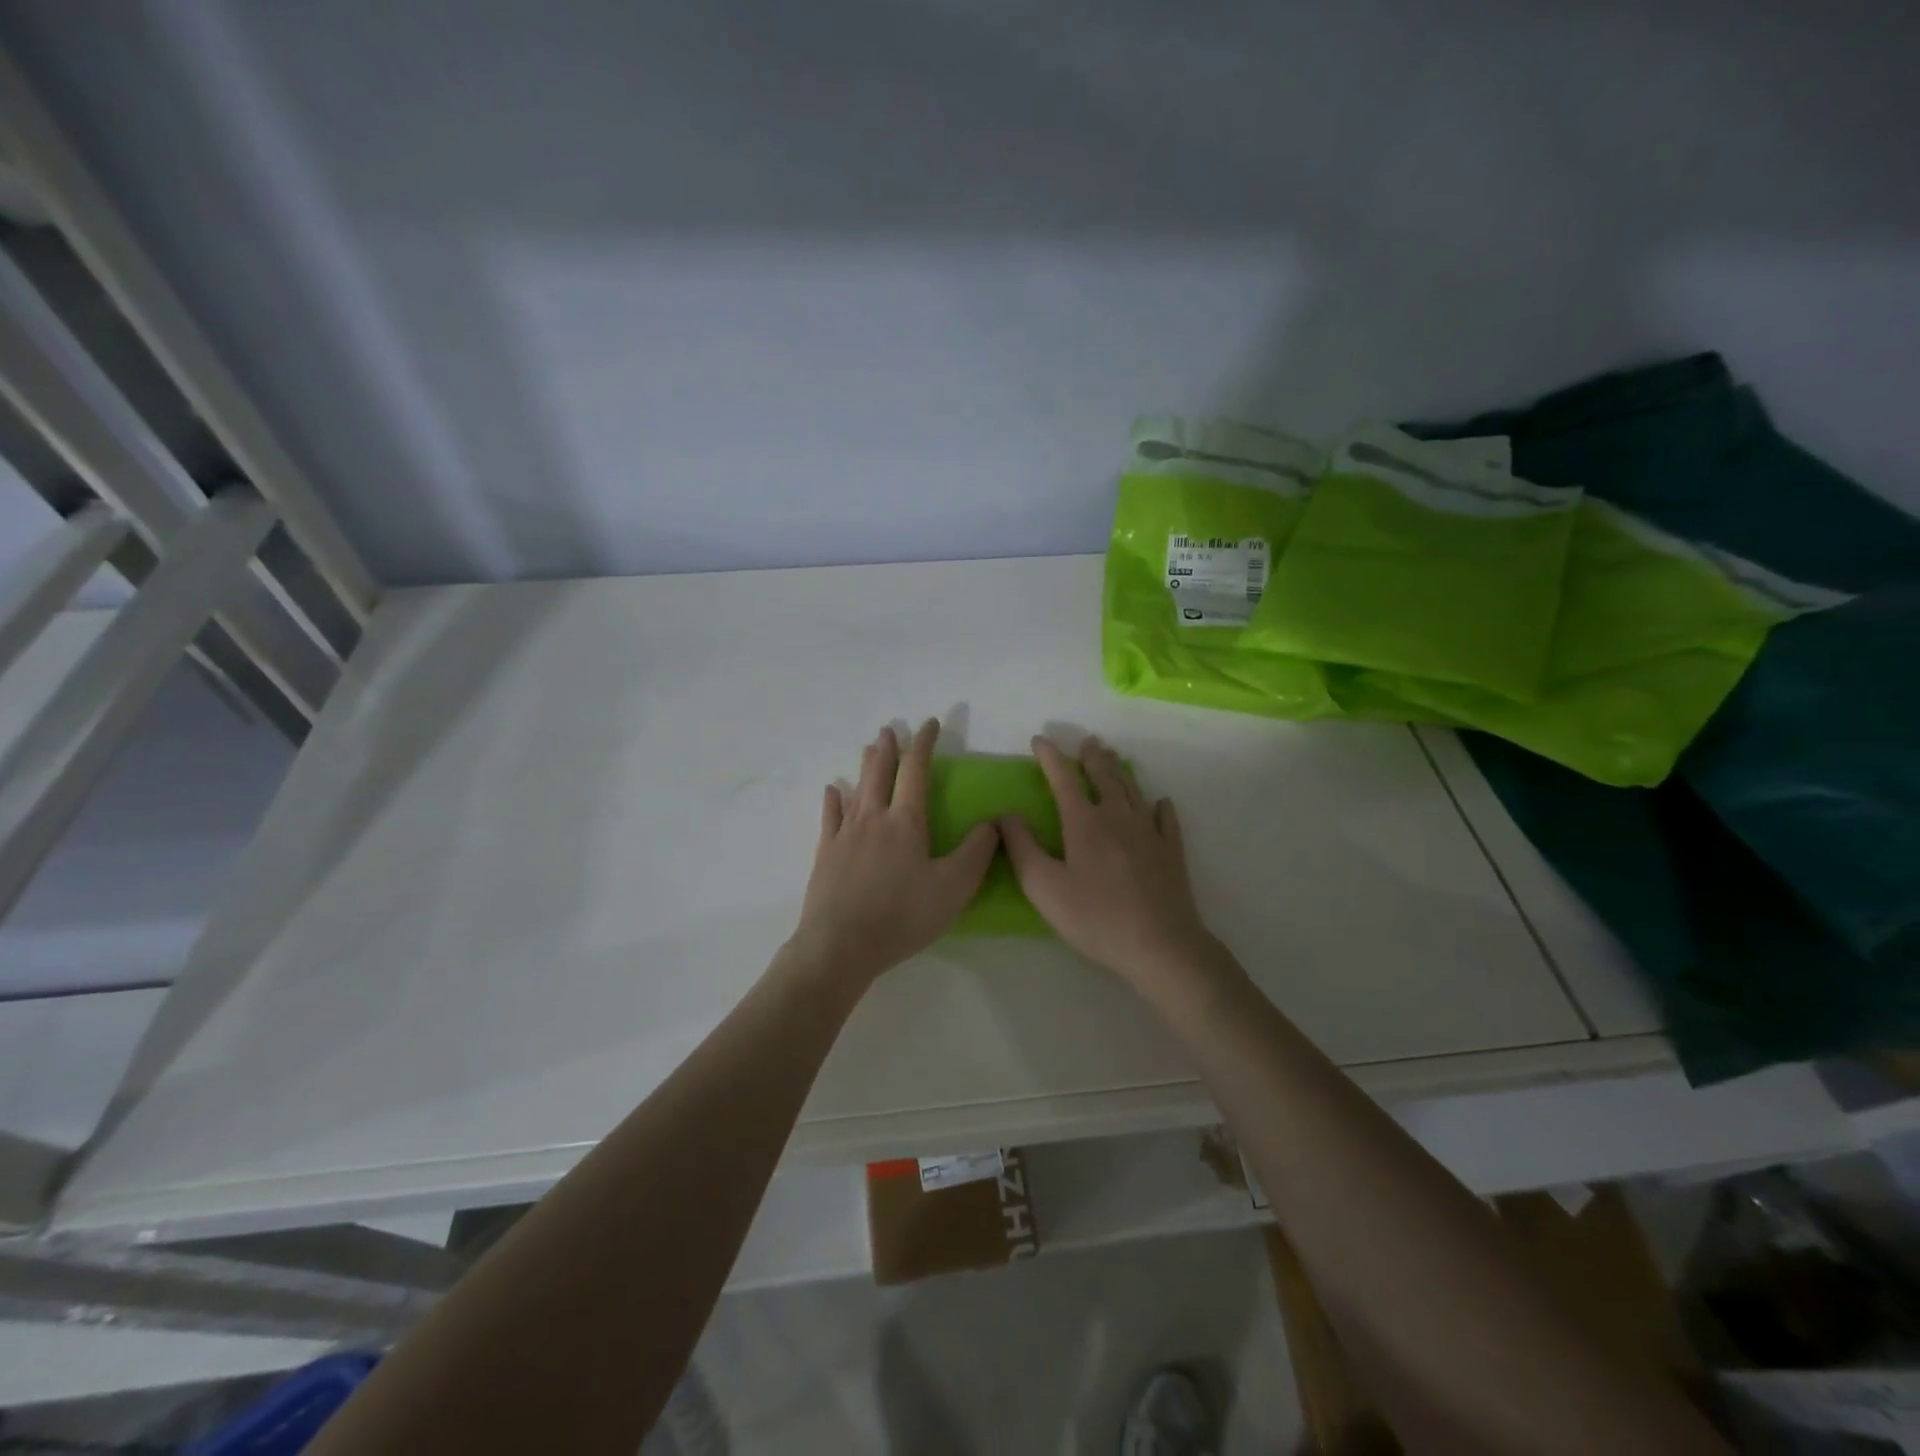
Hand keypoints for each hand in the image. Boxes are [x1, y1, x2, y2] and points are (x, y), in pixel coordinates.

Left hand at [788, 719, 999, 987]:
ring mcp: (845, 835)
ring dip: (865, 766)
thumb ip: (977, 852)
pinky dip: (834, 800)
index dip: (924, 744)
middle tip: (891, 729)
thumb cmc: (902, 916)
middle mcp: (873, 818)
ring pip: (856, 789)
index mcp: (905, 822)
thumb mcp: (954, 887)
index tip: (930, 724)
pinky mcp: (826, 854)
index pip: (916, 771)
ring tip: (868, 748)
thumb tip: (993, 822)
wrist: (840, 944)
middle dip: (889, 748)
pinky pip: (830, 817)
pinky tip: (833, 790)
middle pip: (880, 773)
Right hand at [1000, 735, 1221, 995]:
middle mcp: (1118, 817)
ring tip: (1113, 759)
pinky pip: (1165, 818)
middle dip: (1092, 757)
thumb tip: (1006, 814)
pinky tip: (1160, 802)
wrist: (1160, 944)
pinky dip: (1159, 806)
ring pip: (1133, 790)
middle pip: (1104, 776)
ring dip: (1119, 771)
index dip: (1049, 757)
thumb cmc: (1095, 917)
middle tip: (1088, 741)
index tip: (1039, 740)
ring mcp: (1149, 832)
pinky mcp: (1171, 851)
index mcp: (1084, 822)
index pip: (1063, 779)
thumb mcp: (1043, 886)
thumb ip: (1022, 847)